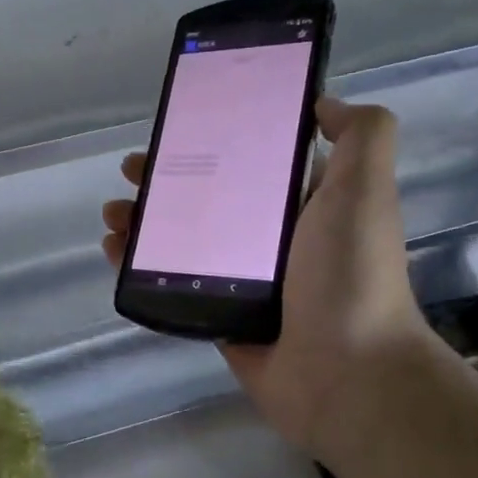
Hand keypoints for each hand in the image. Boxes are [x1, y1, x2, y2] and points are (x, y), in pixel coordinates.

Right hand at [102, 97, 431, 460]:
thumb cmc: (350, 273)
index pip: (249, 160)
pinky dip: (138, 265)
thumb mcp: (364, 189)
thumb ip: (361, 134)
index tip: (176, 127)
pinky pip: (171, 282)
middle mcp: (272, 238)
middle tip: (132, 170)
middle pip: (206, 196)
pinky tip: (113, 250)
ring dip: (144, 220)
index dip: (212, 139)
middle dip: (165, 178)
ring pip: (181, 239)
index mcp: (303, 204)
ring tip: (115, 213)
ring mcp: (242, 279)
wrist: (347, 374)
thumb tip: (322, 103)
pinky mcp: (218, 315)